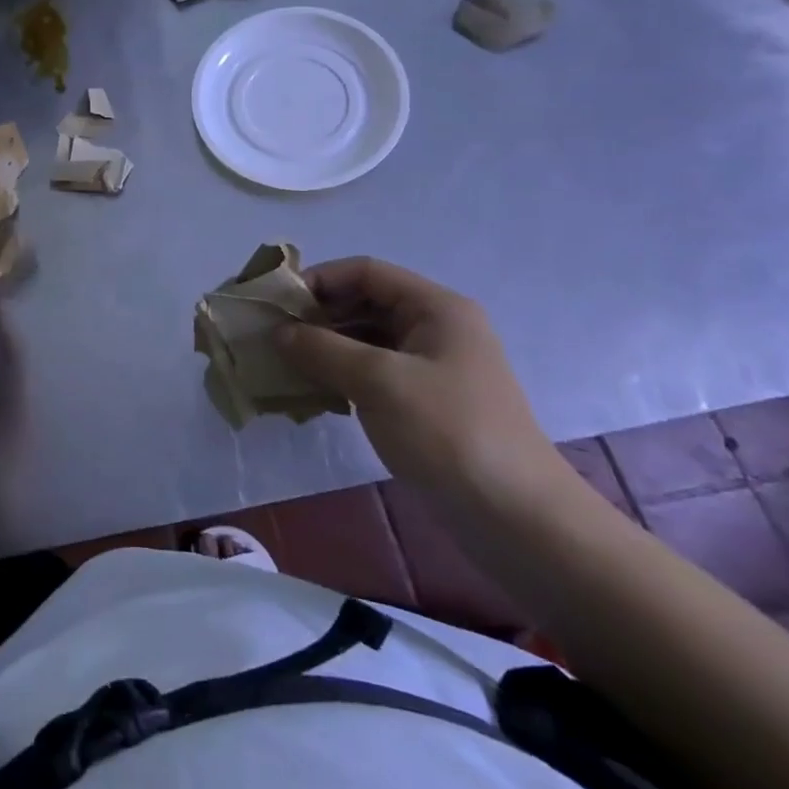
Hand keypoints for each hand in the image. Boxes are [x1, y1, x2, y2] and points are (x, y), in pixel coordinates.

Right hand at [274, 257, 562, 502]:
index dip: (318, 280)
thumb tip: (278, 332)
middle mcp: (435, 328)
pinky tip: (312, 392)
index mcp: (436, 308)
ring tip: (284, 365)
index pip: (366, 272)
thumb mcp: (379, 382)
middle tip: (273, 336)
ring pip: (365, 339)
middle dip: (317, 315)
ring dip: (324, 347)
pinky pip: (371, 372)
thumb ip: (322, 349)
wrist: (516, 516)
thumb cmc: (449, 432)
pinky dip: (339, 375)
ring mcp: (430, 366)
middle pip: (364, 302)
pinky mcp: (423, 400)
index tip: (277, 305)